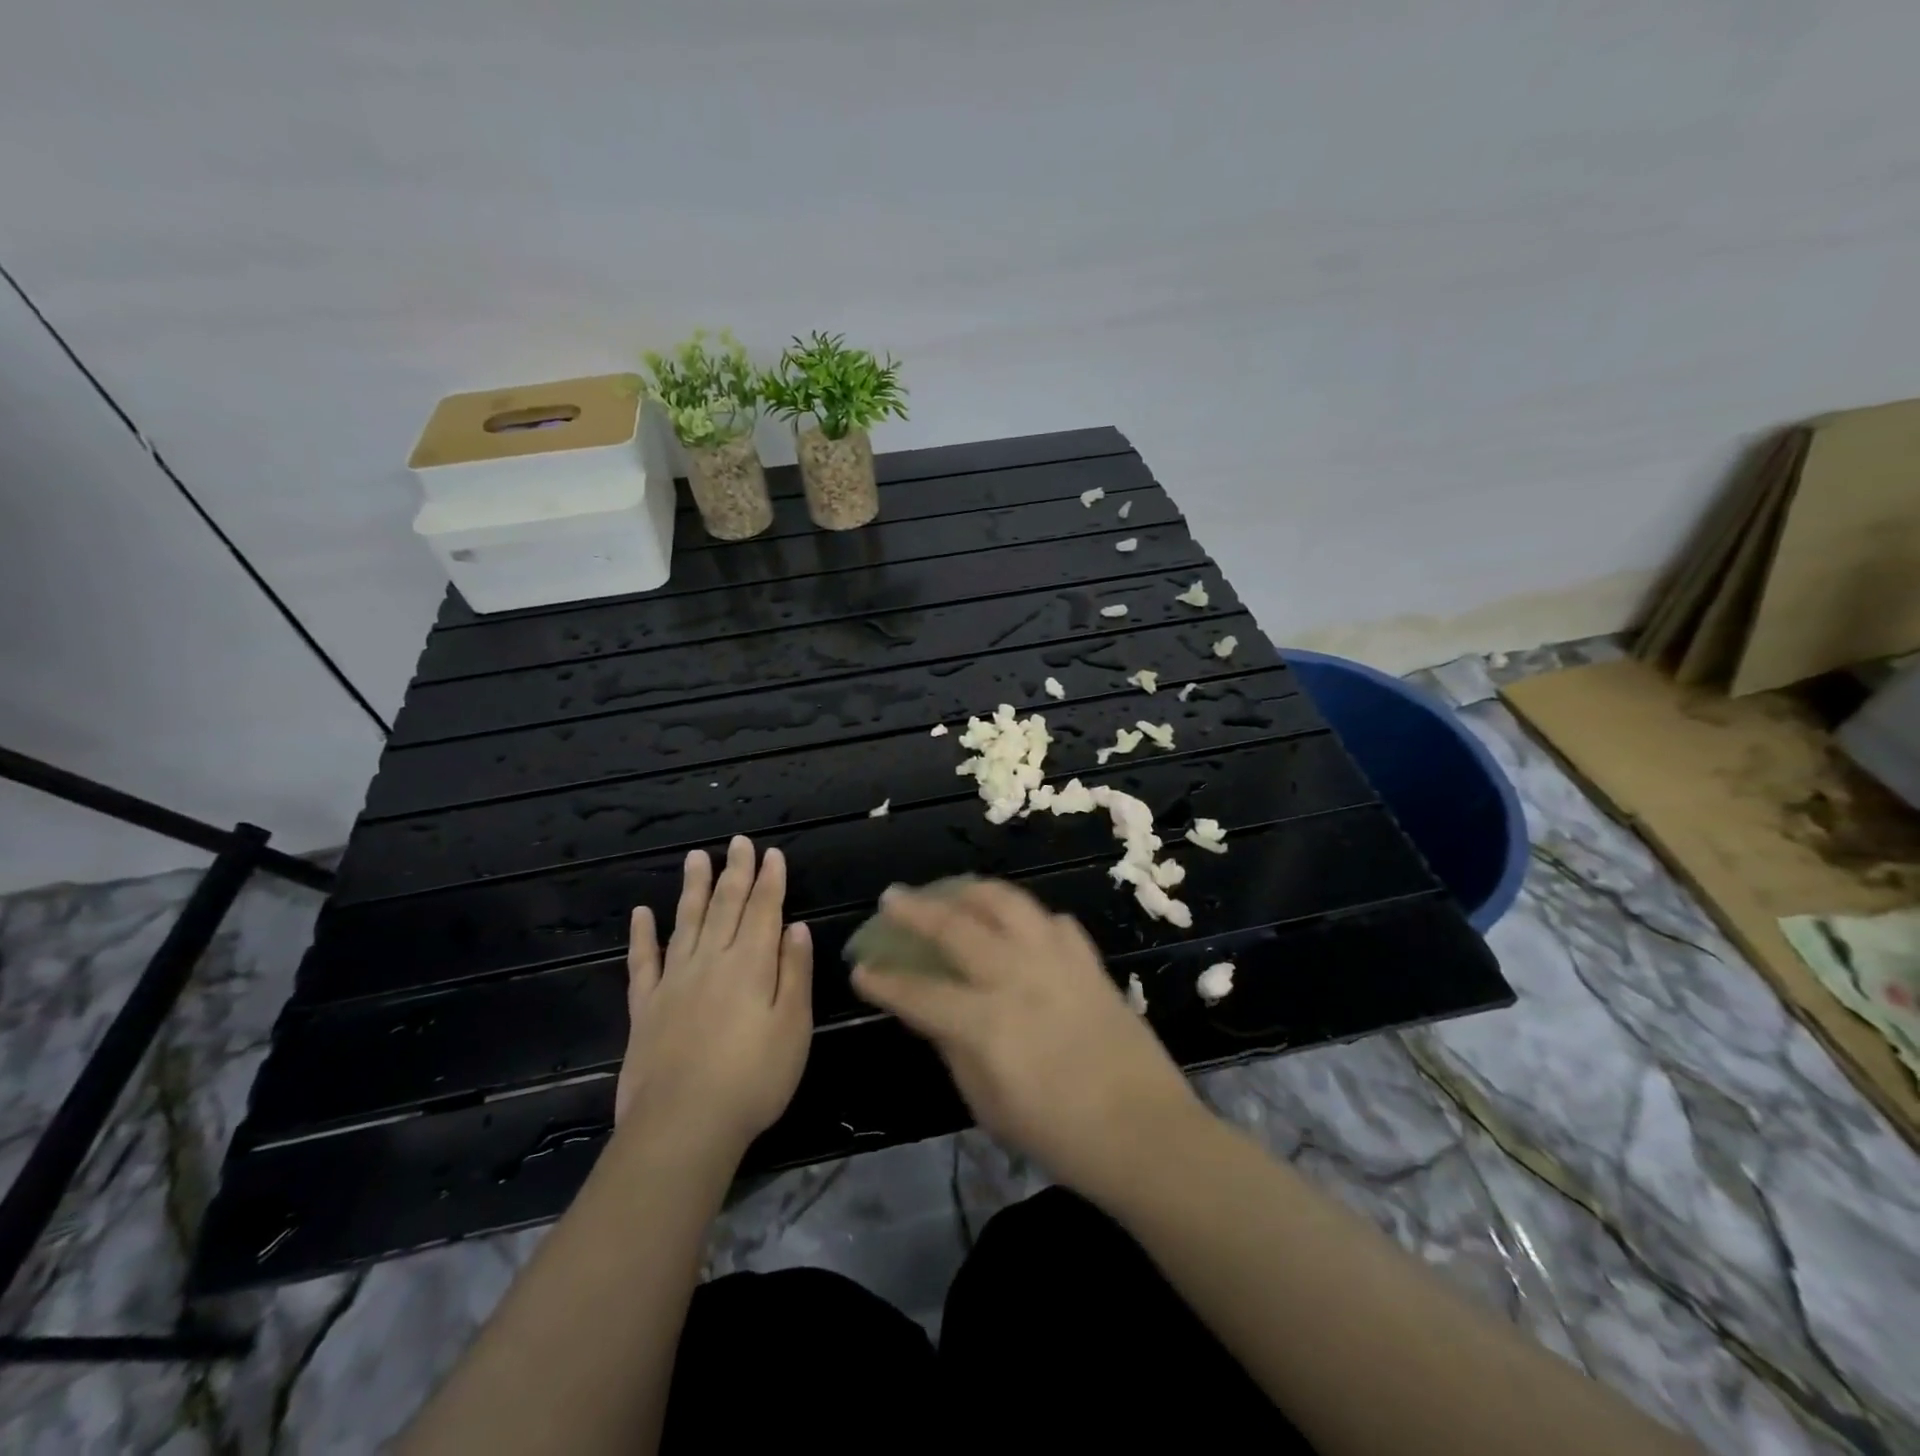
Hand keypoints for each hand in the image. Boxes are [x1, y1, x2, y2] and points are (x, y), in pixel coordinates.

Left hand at [615, 837, 812, 1157]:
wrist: (683, 1126)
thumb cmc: (754, 1079)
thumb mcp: (794, 1027)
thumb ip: (795, 973)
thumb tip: (795, 927)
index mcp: (751, 964)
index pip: (764, 910)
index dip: (770, 880)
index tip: (771, 853)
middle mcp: (712, 961)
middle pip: (726, 906)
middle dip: (736, 872)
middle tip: (738, 842)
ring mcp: (674, 981)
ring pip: (686, 922)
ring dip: (693, 888)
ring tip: (696, 857)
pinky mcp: (645, 1006)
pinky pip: (642, 961)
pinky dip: (642, 935)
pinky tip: (641, 913)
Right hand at [850, 879, 1201, 1197]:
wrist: (1145, 1132)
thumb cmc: (1059, 1135)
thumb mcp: (989, 1106)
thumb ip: (955, 1051)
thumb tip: (934, 1014)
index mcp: (985, 1023)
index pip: (919, 992)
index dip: (883, 980)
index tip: (860, 968)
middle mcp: (1016, 977)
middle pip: (955, 927)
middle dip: (915, 910)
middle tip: (892, 898)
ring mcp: (1056, 961)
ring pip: (1007, 903)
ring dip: (971, 892)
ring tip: (953, 890)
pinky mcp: (1088, 961)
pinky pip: (1052, 922)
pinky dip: (1028, 917)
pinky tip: (1019, 924)